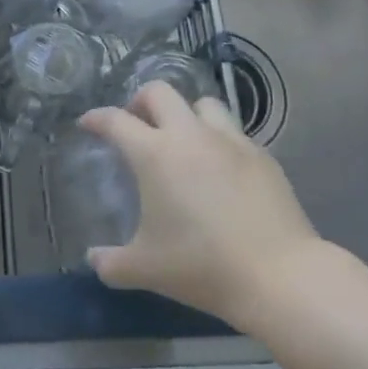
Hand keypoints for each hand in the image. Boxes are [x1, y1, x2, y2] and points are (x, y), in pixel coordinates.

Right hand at [80, 83, 324, 328]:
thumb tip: (93, 259)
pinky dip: (219, 140)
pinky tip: (220, 168)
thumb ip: (111, 263)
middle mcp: (190, 135)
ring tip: (182, 139)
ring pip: (203, 104)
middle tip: (136, 125)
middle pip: (159, 92)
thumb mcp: (146, 269)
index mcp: (155, 154)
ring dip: (186, 114)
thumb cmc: (202, 266)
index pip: (115, 120)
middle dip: (141, 102)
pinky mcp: (262, 156)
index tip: (88, 124)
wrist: (280, 276)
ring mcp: (230, 141)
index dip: (96, 118)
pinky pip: (234, 133)